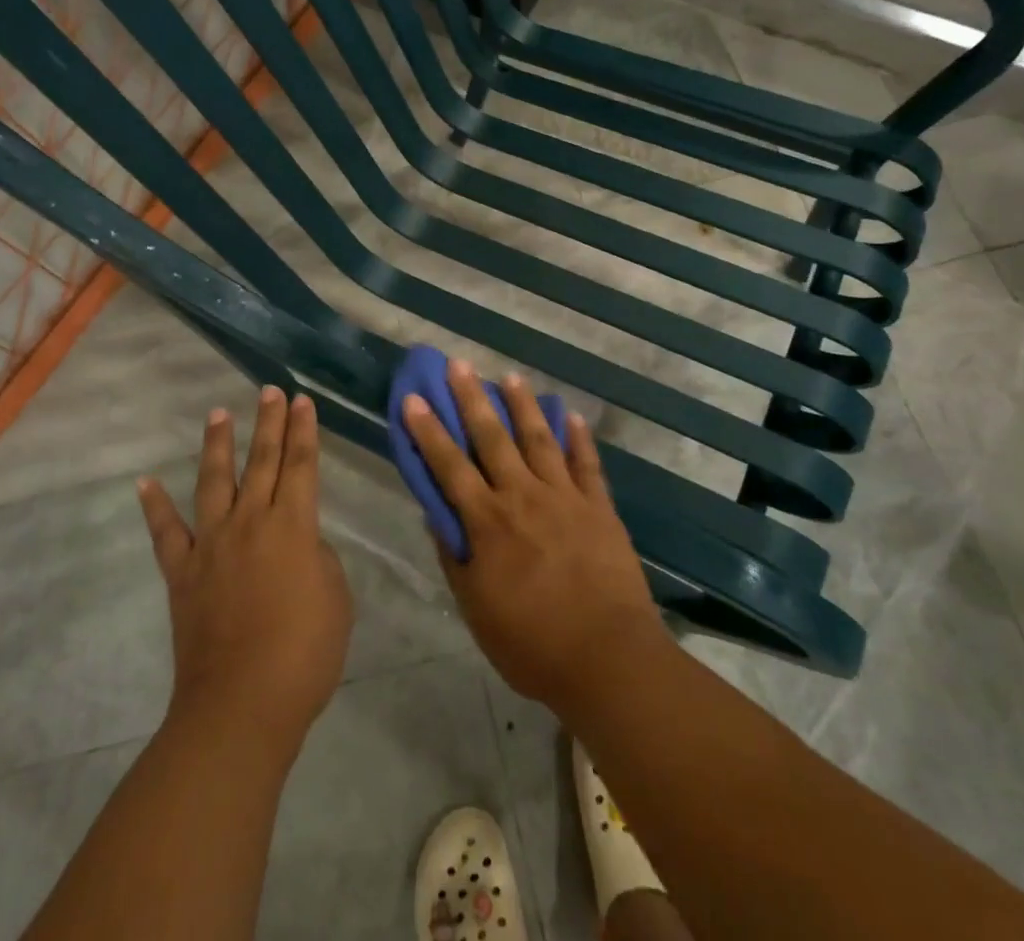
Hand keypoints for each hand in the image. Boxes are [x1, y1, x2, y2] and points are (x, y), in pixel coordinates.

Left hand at [138, 388, 353, 751]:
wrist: (241, 706)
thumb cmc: (303, 654)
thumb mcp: (336, 598)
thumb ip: (318, 558)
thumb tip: (298, 544)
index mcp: (293, 526)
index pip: (302, 465)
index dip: (304, 431)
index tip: (303, 401)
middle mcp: (251, 522)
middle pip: (262, 461)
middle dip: (269, 422)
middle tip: (270, 390)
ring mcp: (211, 545)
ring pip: (214, 481)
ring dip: (218, 445)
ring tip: (218, 413)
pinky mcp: (182, 573)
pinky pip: (166, 533)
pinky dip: (154, 507)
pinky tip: (144, 483)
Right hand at [402, 361, 668, 710]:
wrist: (608, 659)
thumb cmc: (533, 643)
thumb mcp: (477, 610)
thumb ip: (455, 558)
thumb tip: (436, 516)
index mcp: (489, 522)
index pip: (449, 466)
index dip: (429, 431)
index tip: (414, 398)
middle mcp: (523, 496)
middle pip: (492, 438)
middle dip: (472, 399)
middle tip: (459, 364)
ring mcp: (565, 497)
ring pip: (539, 440)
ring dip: (523, 406)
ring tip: (510, 377)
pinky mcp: (599, 507)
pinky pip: (587, 463)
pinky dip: (578, 437)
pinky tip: (571, 415)